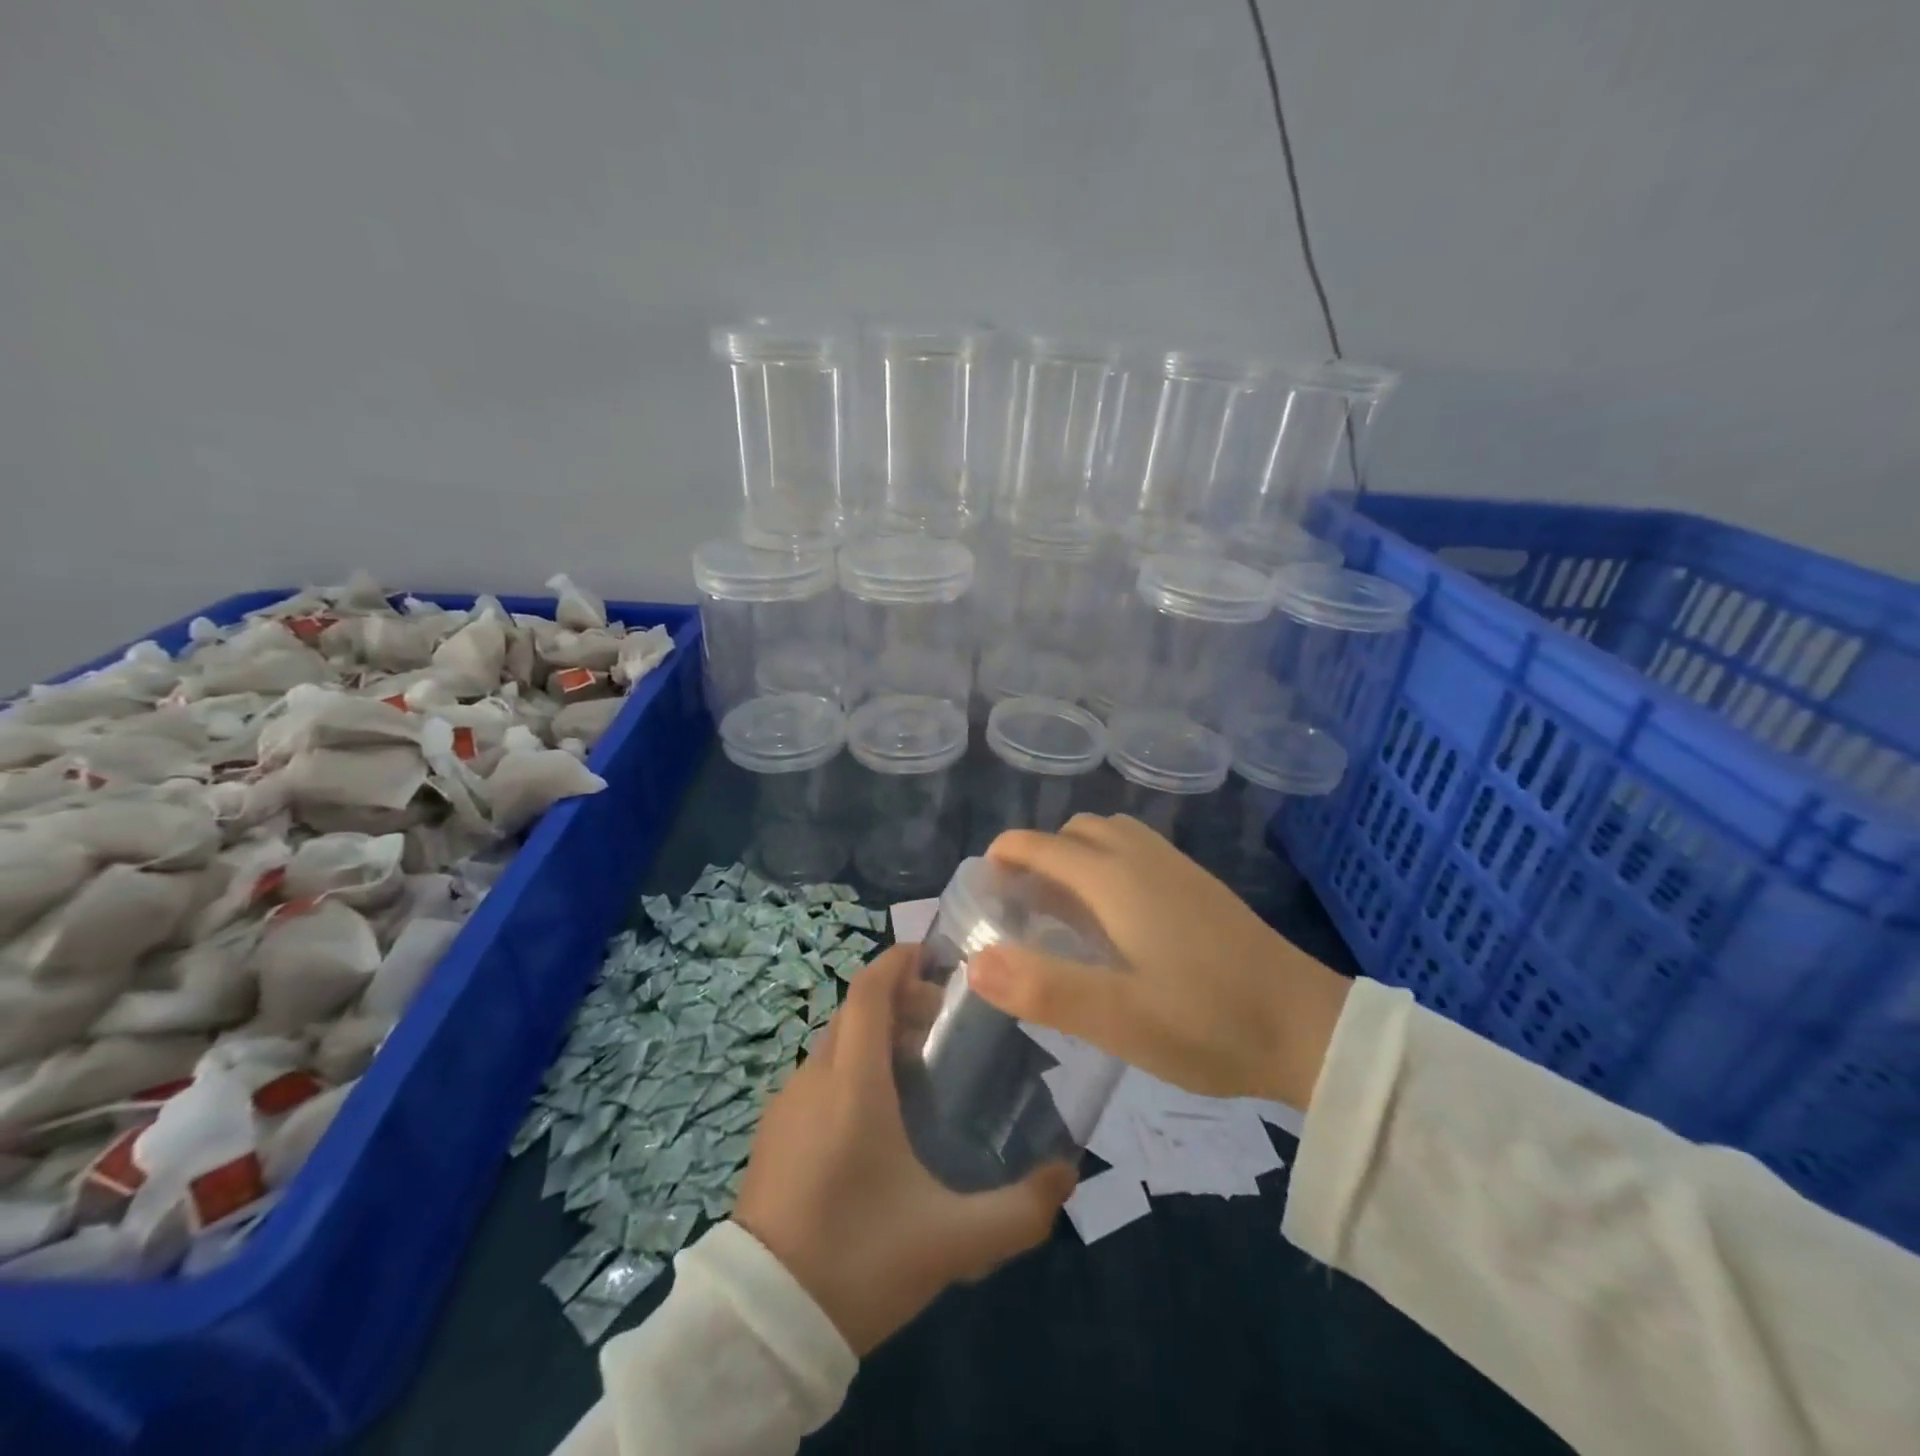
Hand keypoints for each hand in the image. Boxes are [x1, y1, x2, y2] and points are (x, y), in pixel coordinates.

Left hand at [733, 945, 1075, 1355]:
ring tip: (918, 1068)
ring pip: (834, 1043)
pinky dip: (850, 1067)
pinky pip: (817, 1076)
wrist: (762, 1327)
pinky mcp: (772, 1134)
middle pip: (854, 1011)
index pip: (868, 991)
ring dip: (874, 1035)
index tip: (935, 955)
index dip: (898, 961)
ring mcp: (786, 1106)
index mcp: (852, 1086)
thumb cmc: (859, 1262)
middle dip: (897, 1000)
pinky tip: (877, 1116)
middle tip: (943, 1021)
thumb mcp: (952, 1241)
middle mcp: (814, 1080)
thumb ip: (1020, 1211)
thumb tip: (1068, 1176)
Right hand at [967, 814, 1350, 1109]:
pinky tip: (1116, 919)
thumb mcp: (1118, 1019)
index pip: (1042, 845)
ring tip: (1062, 910)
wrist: (1309, 1028)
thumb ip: (1043, 989)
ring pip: (1110, 837)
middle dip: (1038, 855)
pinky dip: (1108, 865)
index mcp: (1115, 878)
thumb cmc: (1208, 1023)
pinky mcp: (1201, 887)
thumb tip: (974, 962)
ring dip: (1076, 858)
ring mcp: (1177, 868)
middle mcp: (1143, 858)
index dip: (1004, 856)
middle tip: (1020, 907)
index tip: (981, 887)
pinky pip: (1137, 853)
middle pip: (1075, 832)